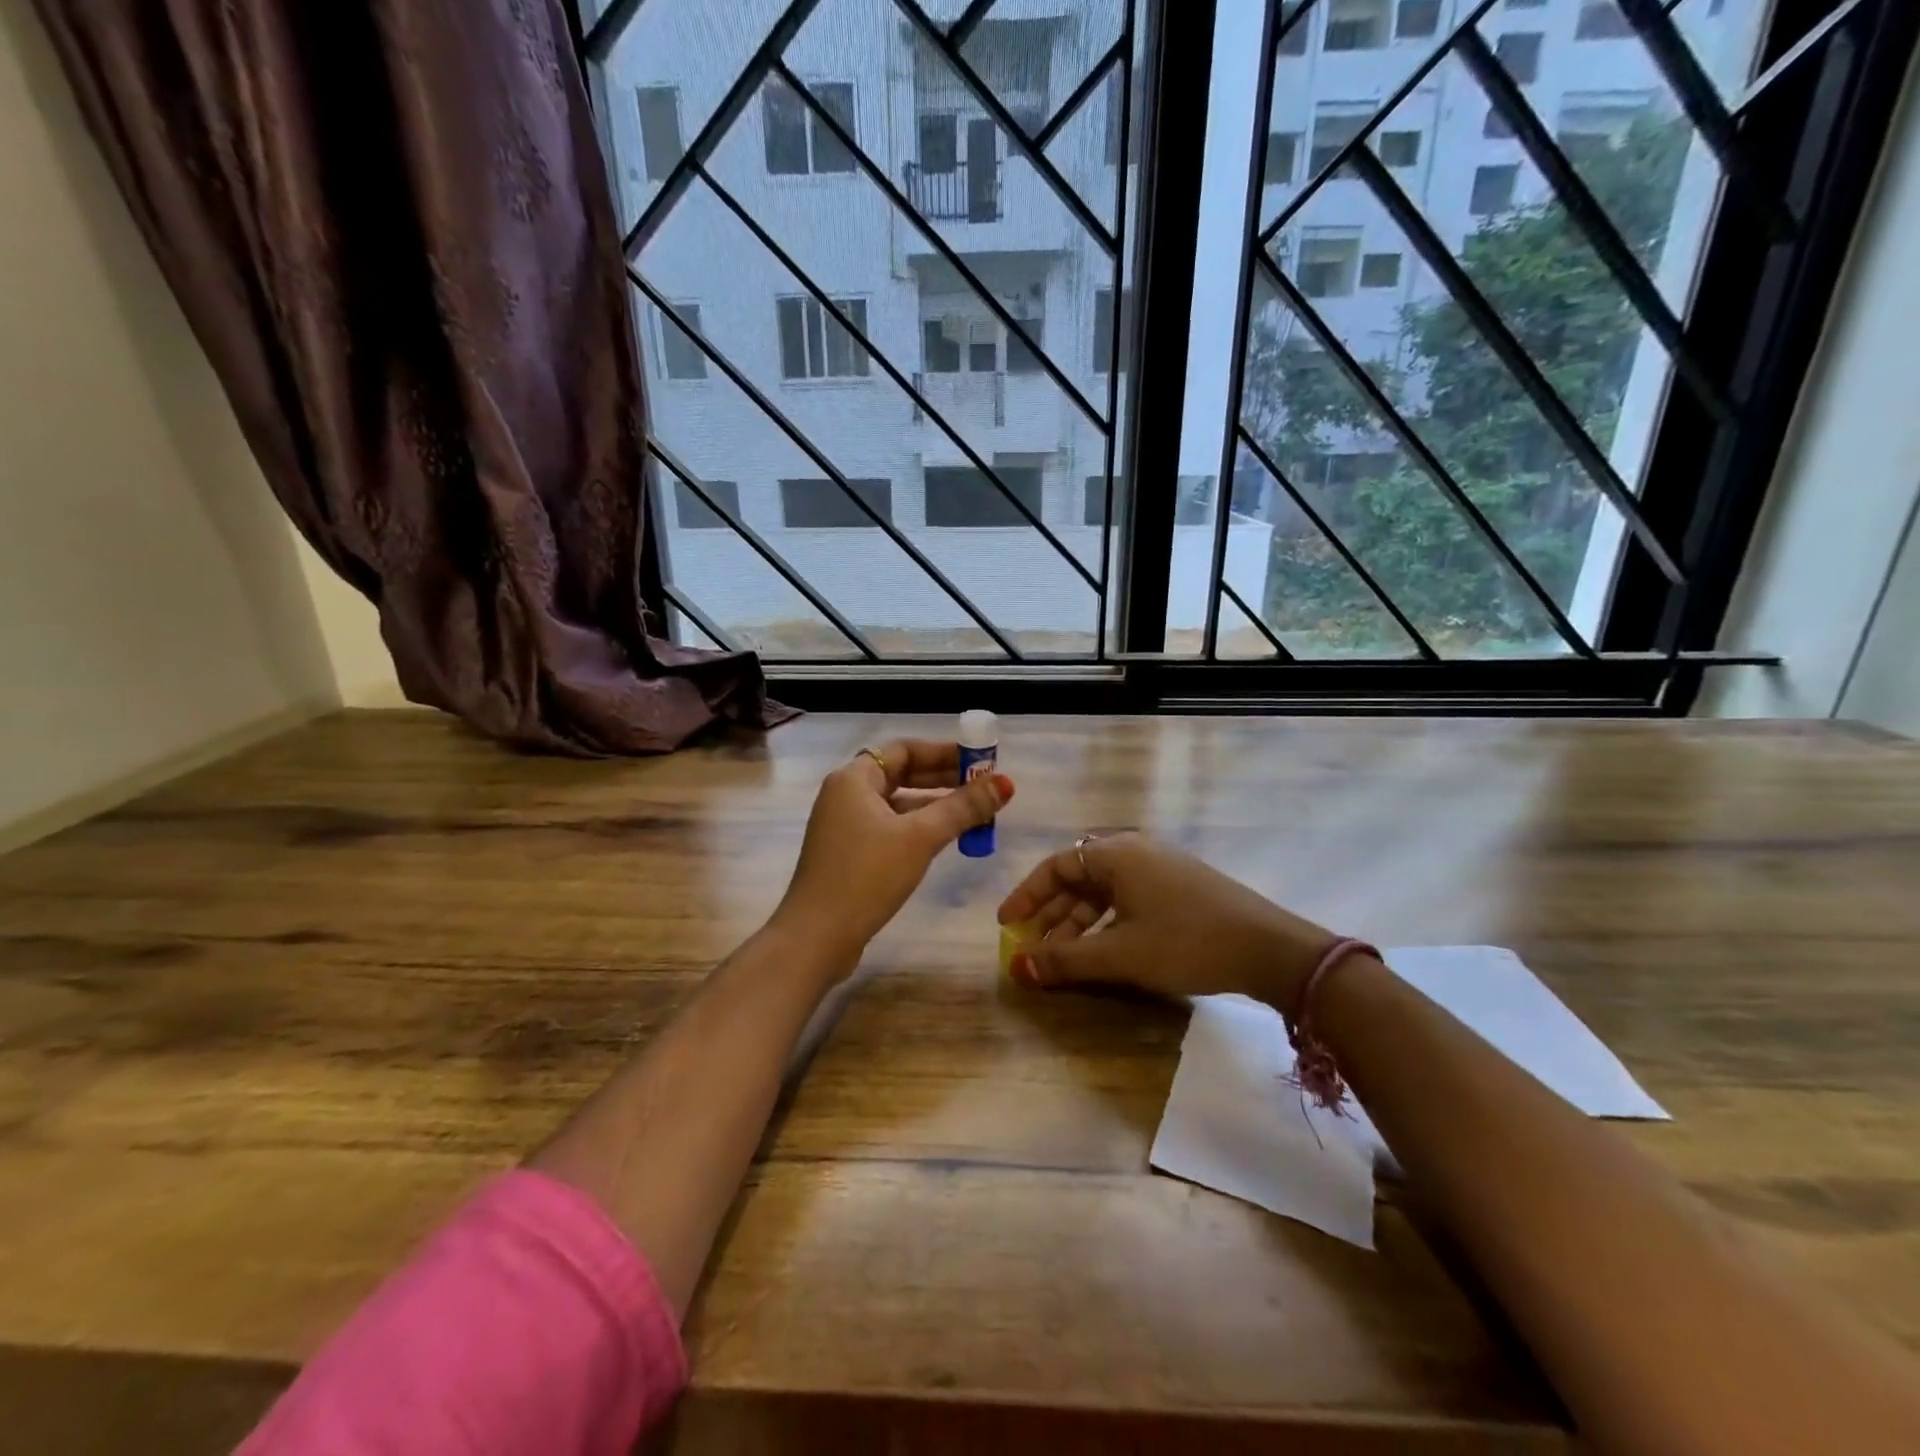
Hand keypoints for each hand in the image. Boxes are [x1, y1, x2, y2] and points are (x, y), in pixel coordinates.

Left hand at [772, 739, 1012, 976]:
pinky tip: (947, 839)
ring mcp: (845, 825)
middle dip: (944, 779)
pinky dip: (919, 828)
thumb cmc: (866, 876)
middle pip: (901, 774)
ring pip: (898, 804)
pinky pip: (891, 827)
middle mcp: (846, 795)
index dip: (943, 752)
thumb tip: (1005, 783)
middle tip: (984, 787)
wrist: (816, 937)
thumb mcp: (920, 838)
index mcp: (853, 779)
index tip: (979, 760)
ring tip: (975, 813)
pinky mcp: (849, 853)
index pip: (904, 749)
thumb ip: (963, 808)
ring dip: (935, 806)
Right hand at [996, 833, 1335, 1009]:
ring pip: (1104, 891)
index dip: (1027, 896)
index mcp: (1116, 854)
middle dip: (1051, 913)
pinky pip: (1128, 898)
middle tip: (1031, 946)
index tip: (1008, 925)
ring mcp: (1160, 866)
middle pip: (1078, 877)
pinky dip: (1107, 922)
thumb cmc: (1186, 942)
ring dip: (1079, 922)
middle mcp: (1135, 850)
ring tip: (1063, 958)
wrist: (1270, 950)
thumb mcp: (1120, 954)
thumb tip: (1017, 968)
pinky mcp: (1179, 885)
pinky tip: (1103, 950)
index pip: (1056, 866)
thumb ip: (1065, 960)